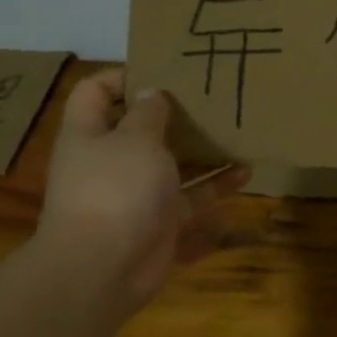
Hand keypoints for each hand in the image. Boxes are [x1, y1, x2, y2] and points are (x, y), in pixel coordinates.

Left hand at [35, 70, 248, 308]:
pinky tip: (246, 174)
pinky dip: (216, 189)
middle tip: (212, 98)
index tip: (165, 68)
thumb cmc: (116, 189)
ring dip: (203, 151)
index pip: (96, 92)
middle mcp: (111, 161)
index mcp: (90, 134)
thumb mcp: (135, 140)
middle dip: (175, 115)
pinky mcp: (160, 222)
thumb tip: (152, 92)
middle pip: (141, 129)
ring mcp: (136, 194)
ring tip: (237, 133)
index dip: (124, 75)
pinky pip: (192, 200)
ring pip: (173, 165)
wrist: (103, 268)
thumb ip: (148, 114)